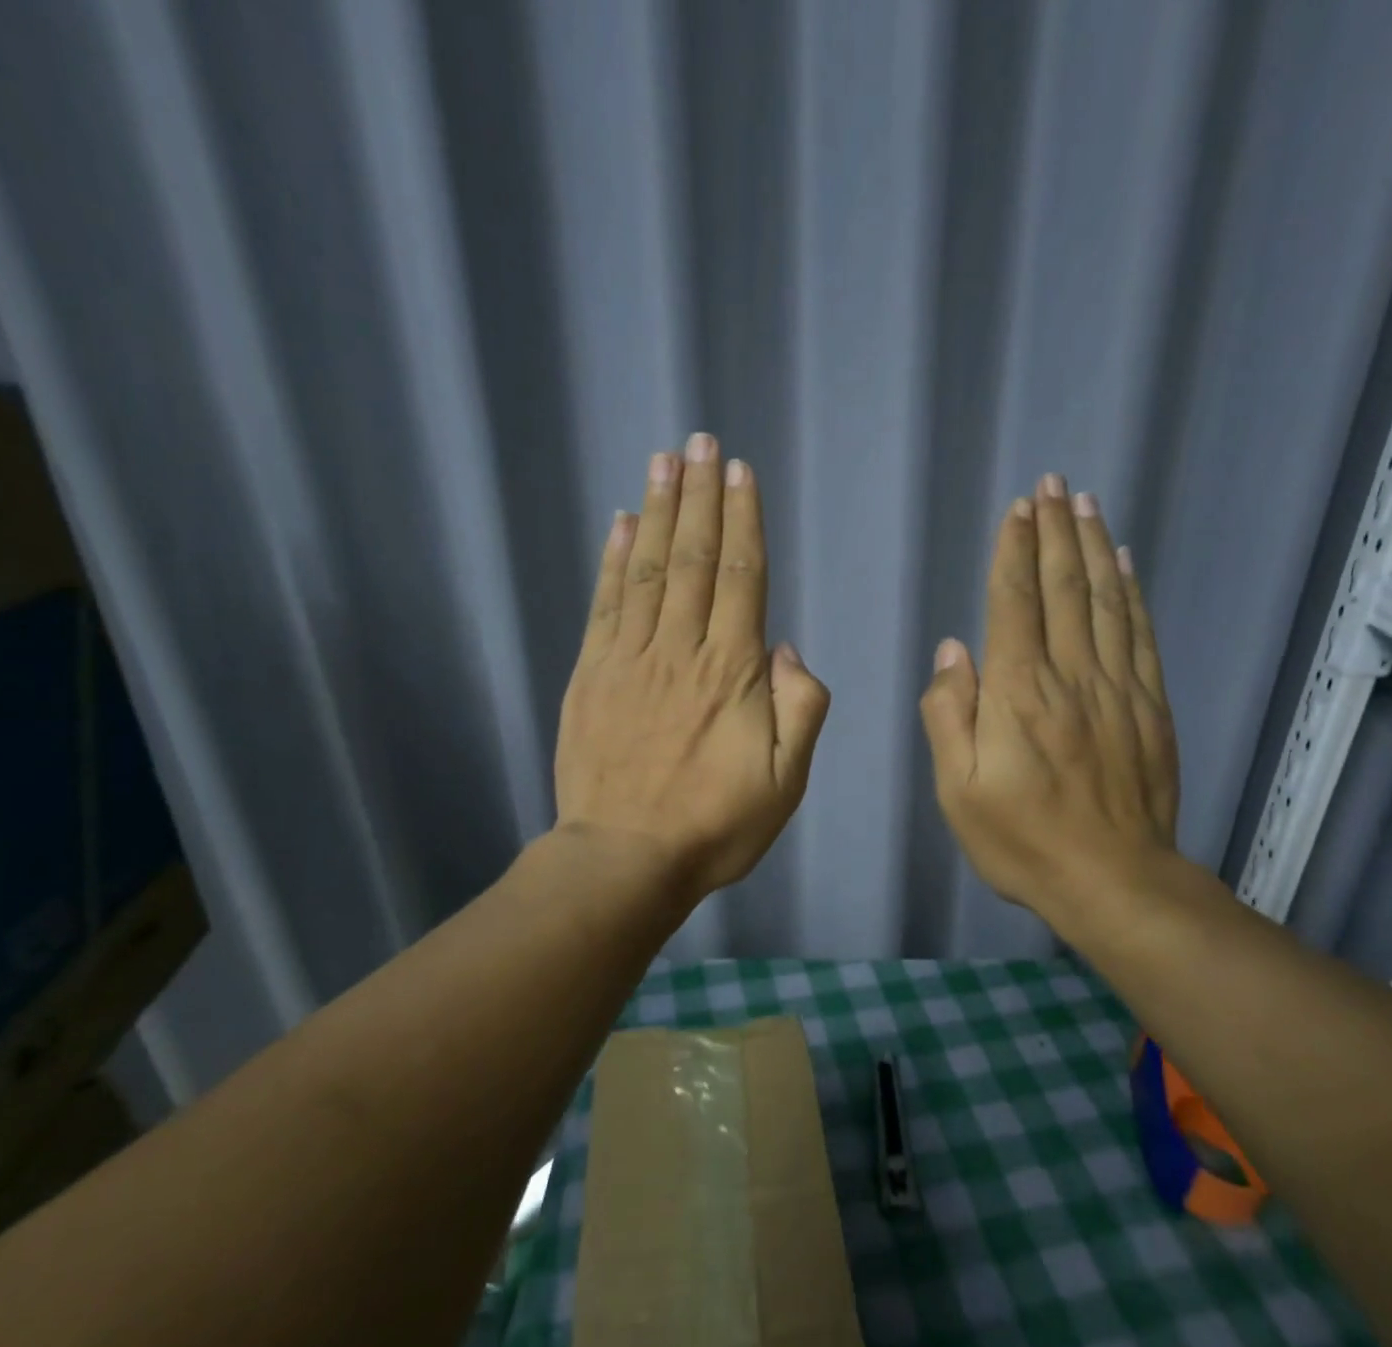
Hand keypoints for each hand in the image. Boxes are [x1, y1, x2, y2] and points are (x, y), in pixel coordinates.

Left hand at [554, 434, 830, 901]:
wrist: (626, 860)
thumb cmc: (716, 825)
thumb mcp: (786, 782)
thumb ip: (800, 710)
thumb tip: (785, 647)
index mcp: (732, 672)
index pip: (741, 578)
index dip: (743, 521)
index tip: (740, 473)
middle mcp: (681, 650)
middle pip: (693, 559)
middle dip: (702, 497)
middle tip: (701, 442)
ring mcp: (629, 659)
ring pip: (648, 570)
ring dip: (659, 511)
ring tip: (664, 461)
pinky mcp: (591, 675)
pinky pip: (605, 605)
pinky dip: (613, 560)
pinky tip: (621, 524)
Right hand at [919, 474, 1178, 930]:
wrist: (1113, 881)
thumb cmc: (1022, 840)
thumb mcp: (958, 790)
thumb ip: (949, 717)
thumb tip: (953, 652)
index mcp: (1018, 693)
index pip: (1014, 603)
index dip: (1014, 552)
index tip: (1016, 510)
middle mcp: (1069, 676)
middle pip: (1063, 588)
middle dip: (1054, 531)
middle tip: (1051, 484)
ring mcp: (1117, 688)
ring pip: (1104, 601)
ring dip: (1092, 548)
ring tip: (1085, 504)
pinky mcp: (1150, 706)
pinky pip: (1139, 635)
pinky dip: (1131, 593)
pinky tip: (1125, 564)